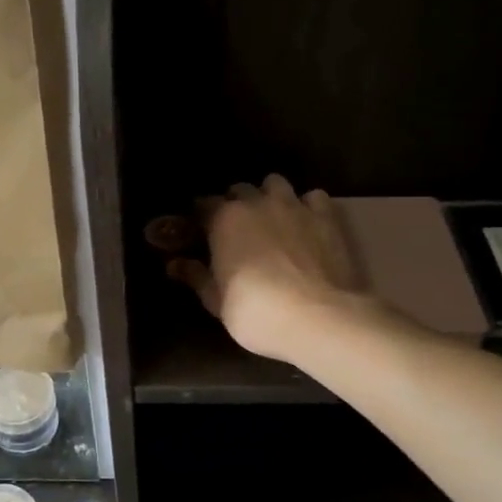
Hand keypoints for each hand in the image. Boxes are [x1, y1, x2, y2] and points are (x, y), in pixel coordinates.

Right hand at [168, 174, 363, 360]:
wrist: (316, 318)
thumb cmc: (255, 312)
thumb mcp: (216, 300)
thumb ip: (196, 276)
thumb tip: (175, 264)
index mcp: (224, 219)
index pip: (204, 205)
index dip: (201, 217)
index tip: (200, 231)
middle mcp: (257, 203)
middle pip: (240, 189)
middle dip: (236, 203)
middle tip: (237, 228)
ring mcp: (294, 206)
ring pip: (276, 183)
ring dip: (270, 196)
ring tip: (272, 218)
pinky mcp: (326, 217)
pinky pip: (313, 197)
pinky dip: (307, 206)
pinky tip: (306, 223)